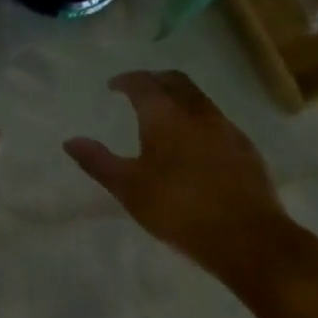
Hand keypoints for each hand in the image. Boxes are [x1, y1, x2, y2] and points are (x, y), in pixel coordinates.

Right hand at [65, 70, 306, 290]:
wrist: (247, 237)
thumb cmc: (179, 210)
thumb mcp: (129, 189)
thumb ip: (98, 162)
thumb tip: (70, 141)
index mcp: (165, 116)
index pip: (144, 83)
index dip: (127, 80)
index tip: (114, 86)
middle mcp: (198, 113)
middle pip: (176, 81)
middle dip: (156, 80)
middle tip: (140, 91)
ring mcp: (226, 129)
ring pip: (200, 99)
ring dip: (180, 99)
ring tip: (165, 117)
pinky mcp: (246, 149)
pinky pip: (217, 121)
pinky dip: (199, 120)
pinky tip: (195, 144)